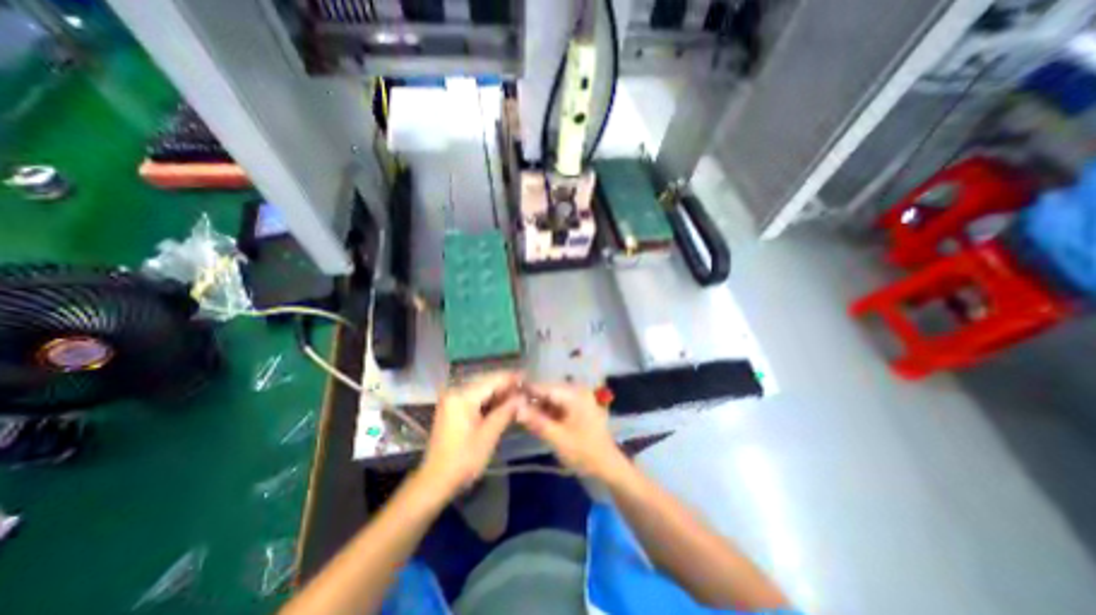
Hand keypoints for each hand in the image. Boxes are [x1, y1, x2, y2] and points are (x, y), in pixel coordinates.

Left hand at [422, 370, 521, 493]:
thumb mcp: (489, 435)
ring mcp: (452, 398)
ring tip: (518, 395)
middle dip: (506, 385)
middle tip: (525, 388)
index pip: (492, 380)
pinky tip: (502, 403)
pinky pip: (474, 396)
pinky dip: (489, 399)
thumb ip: (506, 411)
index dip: (511, 378)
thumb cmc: (464, 459)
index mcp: (462, 396)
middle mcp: (455, 391)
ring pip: (481, 388)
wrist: (435, 480)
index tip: (528, 377)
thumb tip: (523, 397)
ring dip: (499, 392)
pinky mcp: (452, 407)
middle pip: (486, 382)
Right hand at [516, 380, 623, 478]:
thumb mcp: (557, 438)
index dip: (526, 390)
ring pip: (552, 398)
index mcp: (574, 394)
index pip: (545, 387)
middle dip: (531, 400)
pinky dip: (547, 412)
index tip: (508, 395)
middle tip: (512, 409)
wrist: (607, 466)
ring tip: (520, 415)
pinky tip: (536, 420)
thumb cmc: (584, 452)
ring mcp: (579, 399)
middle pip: (548, 391)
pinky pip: (558, 405)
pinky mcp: (578, 407)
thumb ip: (536, 421)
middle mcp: (577, 391)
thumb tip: (515, 407)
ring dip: (538, 407)